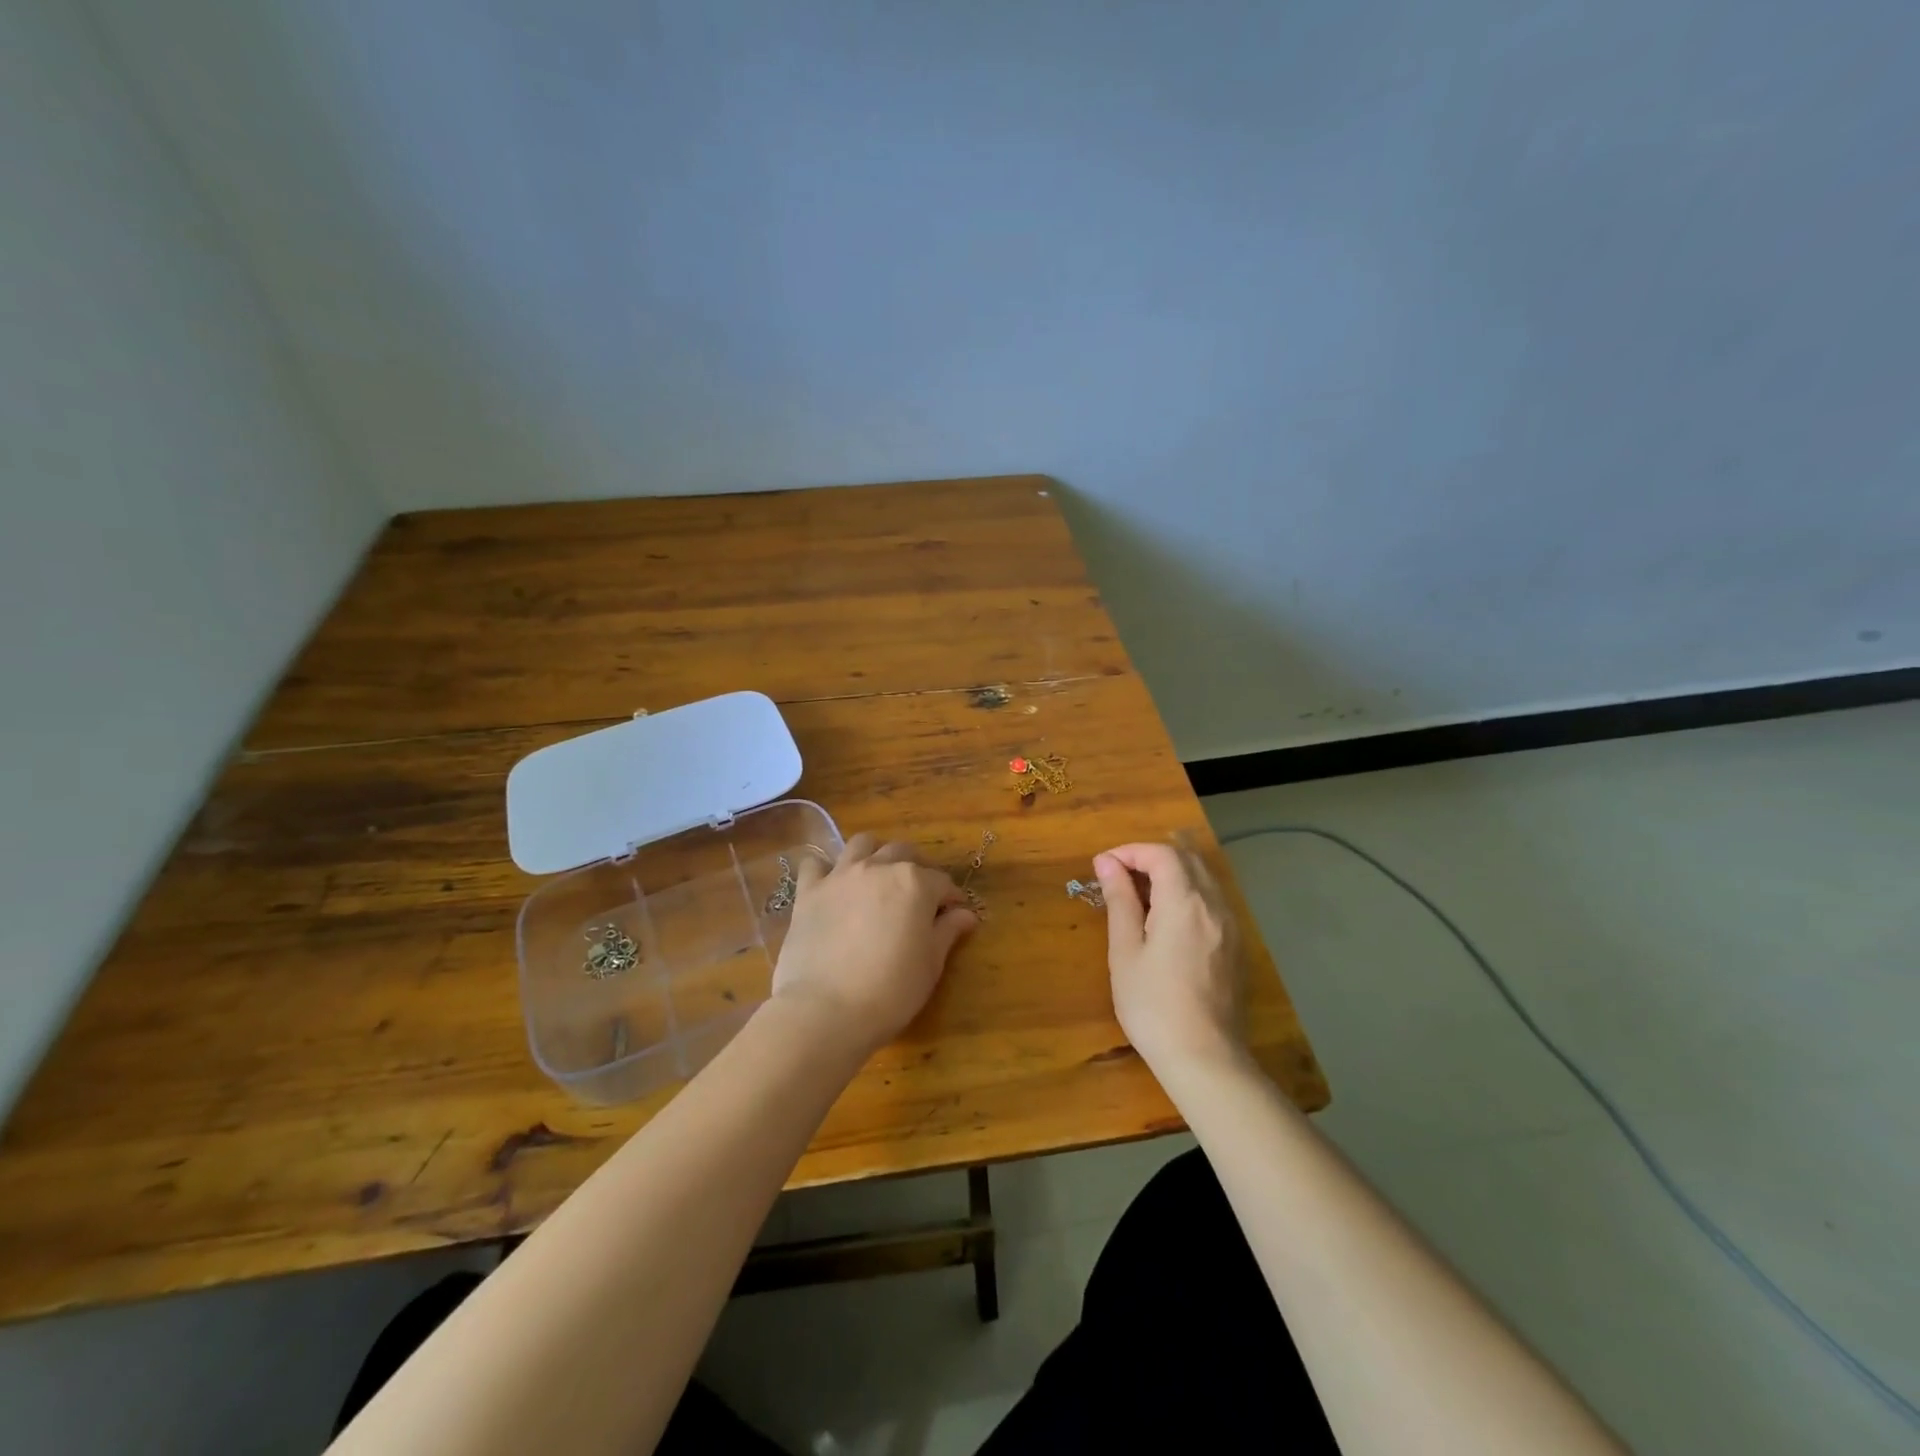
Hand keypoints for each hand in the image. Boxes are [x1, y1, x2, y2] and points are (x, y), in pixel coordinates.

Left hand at [770, 832, 977, 1052]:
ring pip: (862, 844)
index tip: (953, 915)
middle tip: (918, 895)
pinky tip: (830, 884)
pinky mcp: (809, 891)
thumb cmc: (890, 991)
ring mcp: (840, 876)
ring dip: (874, 854)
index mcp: (915, 883)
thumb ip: (948, 932)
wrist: (826, 1010)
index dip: (950, 899)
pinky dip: (825, 868)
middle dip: (916, 868)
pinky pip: (815, 863)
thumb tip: (965, 914)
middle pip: (903, 853)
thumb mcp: (930, 965)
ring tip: (876, 878)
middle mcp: (878, 868)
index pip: (942, 882)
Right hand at [1093, 841, 1247, 1075]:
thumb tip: (1107, 863)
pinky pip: (1213, 901)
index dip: (1130, 851)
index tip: (1103, 866)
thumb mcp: (1125, 951)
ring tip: (1140, 895)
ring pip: (1203, 878)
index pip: (1162, 853)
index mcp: (1185, 902)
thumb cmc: (1153, 1005)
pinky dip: (1188, 894)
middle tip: (1120, 876)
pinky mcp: (1237, 945)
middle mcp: (1215, 905)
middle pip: (1187, 858)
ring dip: (1171, 874)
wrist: (1205, 1059)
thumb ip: (1119, 900)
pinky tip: (1168, 920)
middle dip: (1151, 857)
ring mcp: (1231, 925)